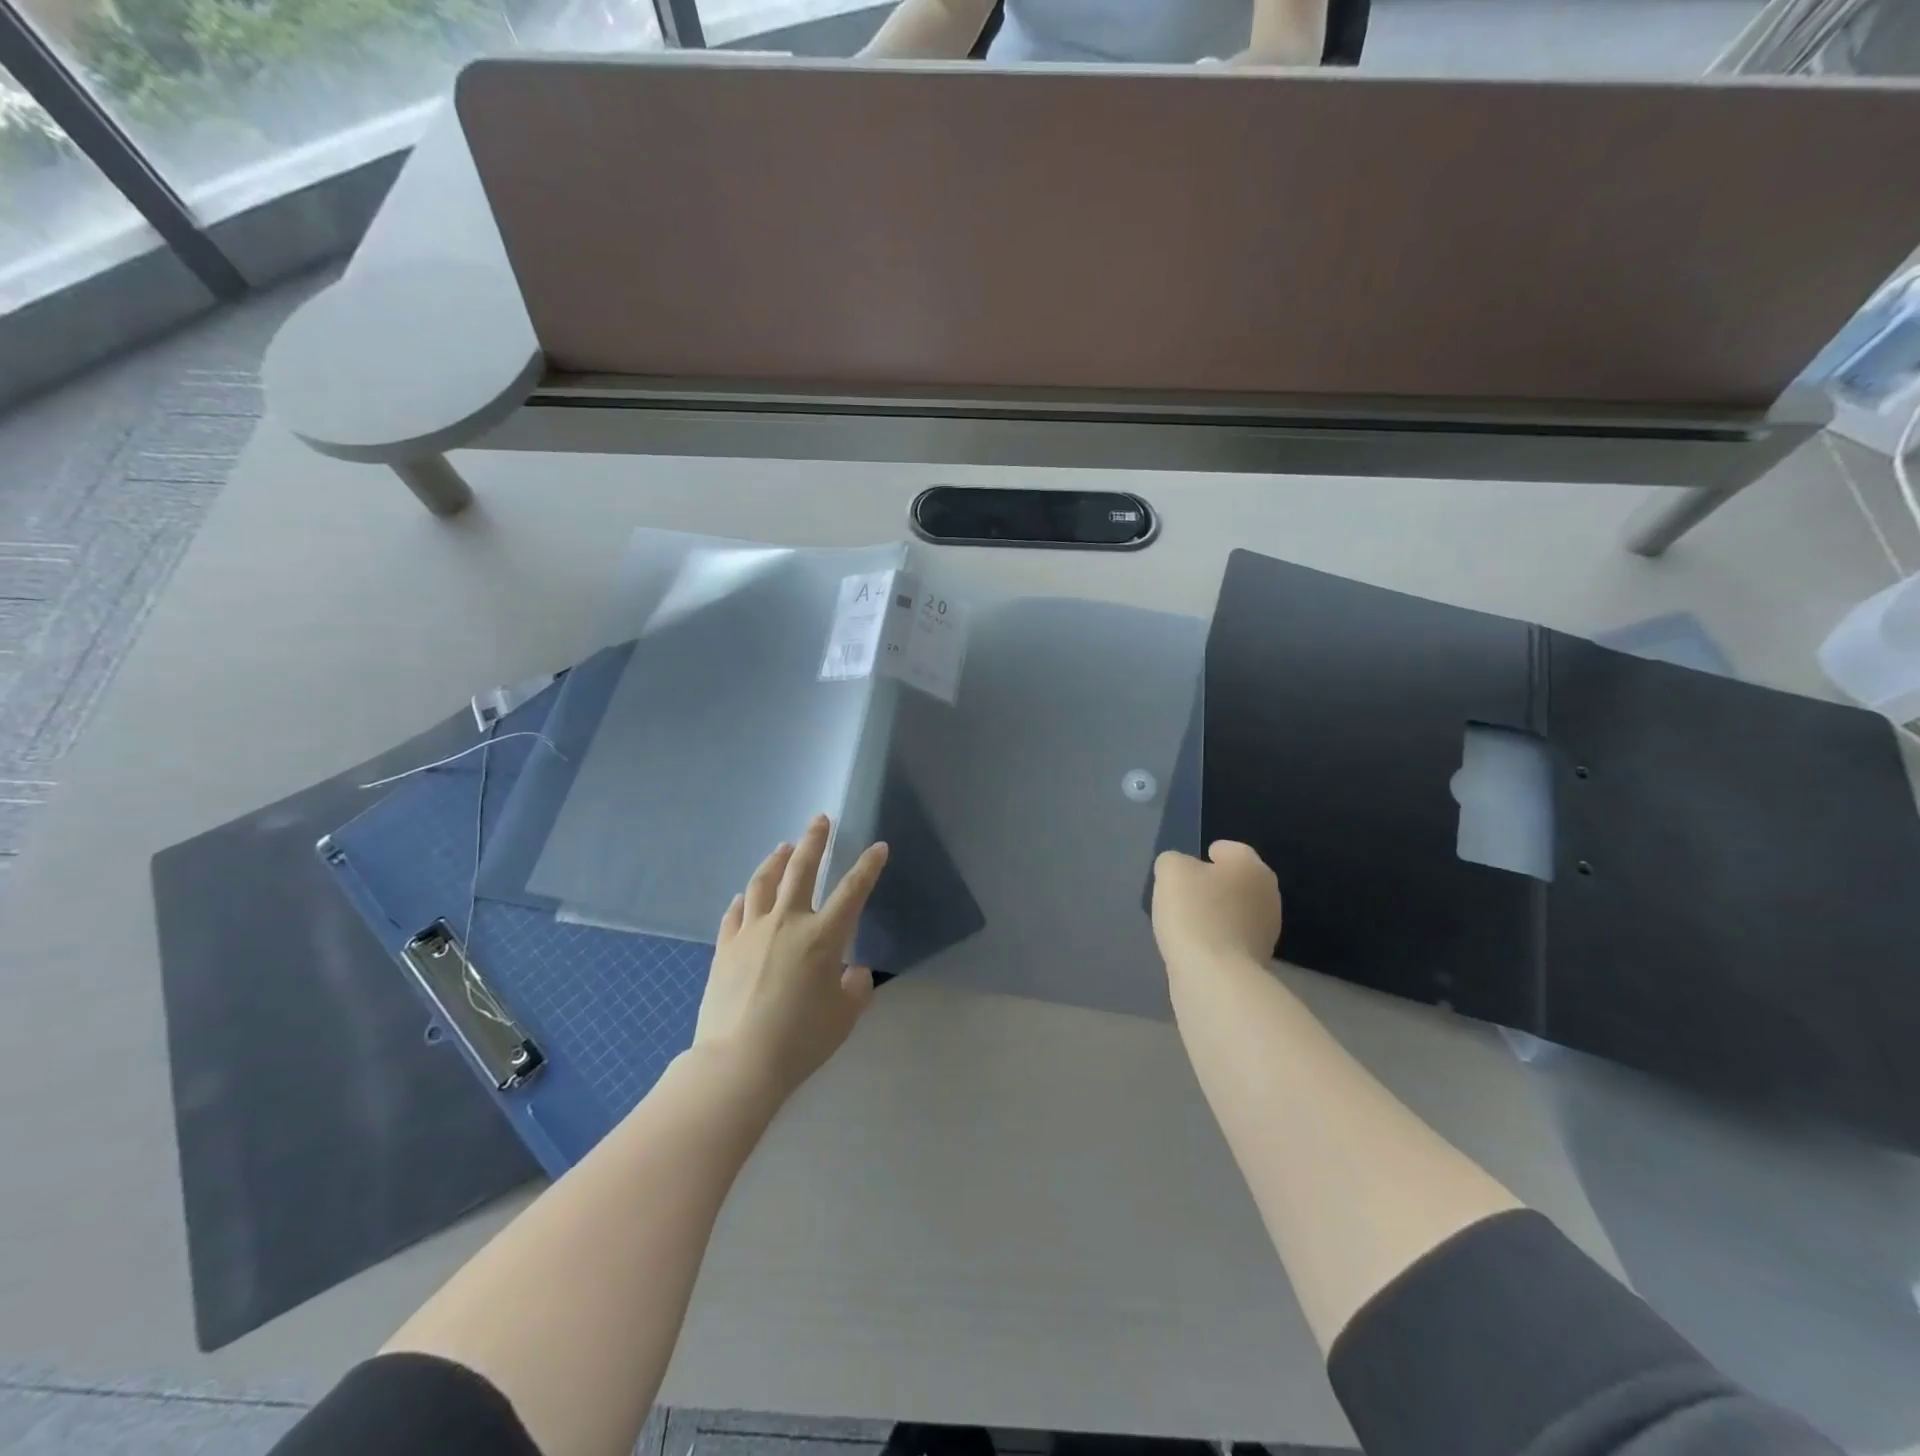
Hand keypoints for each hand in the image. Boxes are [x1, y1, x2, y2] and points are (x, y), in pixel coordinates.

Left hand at [694, 815, 888, 1099]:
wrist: (738, 1063)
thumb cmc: (800, 1041)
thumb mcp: (843, 1017)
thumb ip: (855, 988)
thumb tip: (852, 972)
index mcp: (823, 936)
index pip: (852, 890)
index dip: (868, 866)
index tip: (878, 847)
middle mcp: (787, 922)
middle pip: (802, 869)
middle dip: (814, 841)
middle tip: (820, 820)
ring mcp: (752, 932)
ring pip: (764, 883)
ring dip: (776, 860)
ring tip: (782, 847)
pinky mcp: (725, 948)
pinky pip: (736, 913)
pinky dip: (744, 899)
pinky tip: (746, 896)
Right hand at [1151, 841, 1283, 971]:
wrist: (1215, 976)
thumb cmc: (1194, 913)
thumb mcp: (1170, 870)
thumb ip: (1173, 861)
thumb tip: (1181, 871)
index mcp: (1251, 865)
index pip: (1228, 849)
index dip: (1203, 856)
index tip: (1184, 872)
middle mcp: (1268, 893)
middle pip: (1234, 881)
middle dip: (1212, 887)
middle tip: (1183, 898)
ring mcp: (1268, 930)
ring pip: (1235, 911)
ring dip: (1216, 915)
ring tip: (1187, 926)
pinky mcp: (1260, 959)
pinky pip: (1233, 939)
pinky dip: (1217, 940)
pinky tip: (1198, 948)